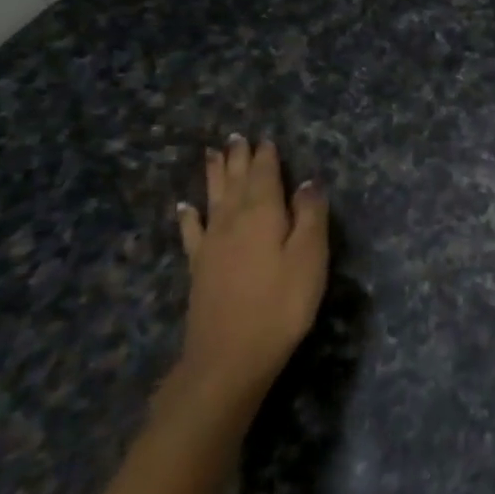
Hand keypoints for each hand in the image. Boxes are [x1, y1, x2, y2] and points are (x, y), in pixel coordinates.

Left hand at [174, 135, 328, 405]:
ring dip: (214, 176)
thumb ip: (310, 216)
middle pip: (236, 182)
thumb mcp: (310, 258)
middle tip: (235, 137)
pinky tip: (184, 207)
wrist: (230, 356)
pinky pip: (192, 232)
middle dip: (238, 159)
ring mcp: (211, 245)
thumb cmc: (281, 304)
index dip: (266, 157)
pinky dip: (189, 216)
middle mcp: (232, 221)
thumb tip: (308, 182)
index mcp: (263, 214)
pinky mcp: (199, 268)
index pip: (265, 176)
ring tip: (212, 154)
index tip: (266, 138)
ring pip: (212, 199)